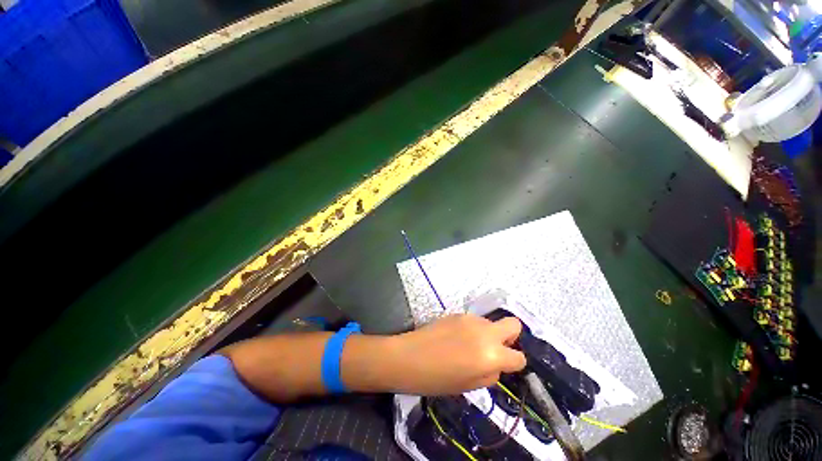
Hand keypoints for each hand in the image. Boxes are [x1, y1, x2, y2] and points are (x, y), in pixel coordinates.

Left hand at [385, 314, 526, 394]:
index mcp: (491, 357)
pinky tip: (454, 341)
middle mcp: (487, 335)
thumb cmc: (433, 381)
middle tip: (495, 350)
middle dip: (511, 338)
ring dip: (488, 334)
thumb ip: (489, 376)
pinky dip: (472, 330)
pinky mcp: (458, 314)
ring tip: (467, 347)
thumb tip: (497, 367)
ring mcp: (473, 321)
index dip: (514, 365)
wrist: (403, 359)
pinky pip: (475, 321)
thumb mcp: (467, 387)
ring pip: (492, 323)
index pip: (519, 358)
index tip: (505, 367)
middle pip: (515, 325)